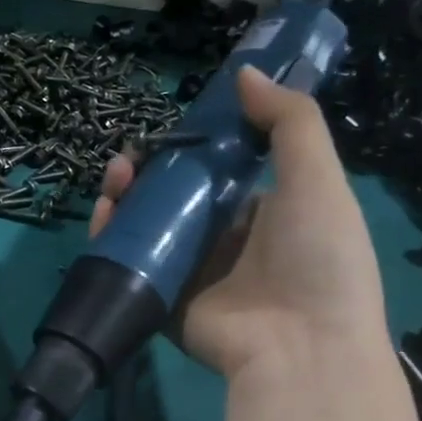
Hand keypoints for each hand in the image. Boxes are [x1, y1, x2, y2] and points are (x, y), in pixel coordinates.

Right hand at [90, 66, 388, 380]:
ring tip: (114, 177)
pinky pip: (129, 263)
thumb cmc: (318, 257)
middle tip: (129, 157)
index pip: (217, 171)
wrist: (301, 346)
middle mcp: (223, 240)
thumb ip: (288, 124)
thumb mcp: (318, 179)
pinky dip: (109, 238)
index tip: (169, 128)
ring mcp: (189, 272)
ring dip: (124, 197)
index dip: (190, 146)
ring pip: (145, 226)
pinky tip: (103, 213)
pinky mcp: (161, 300)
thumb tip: (245, 74)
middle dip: (147, 172)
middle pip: (173, 196)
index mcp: (262, 211)